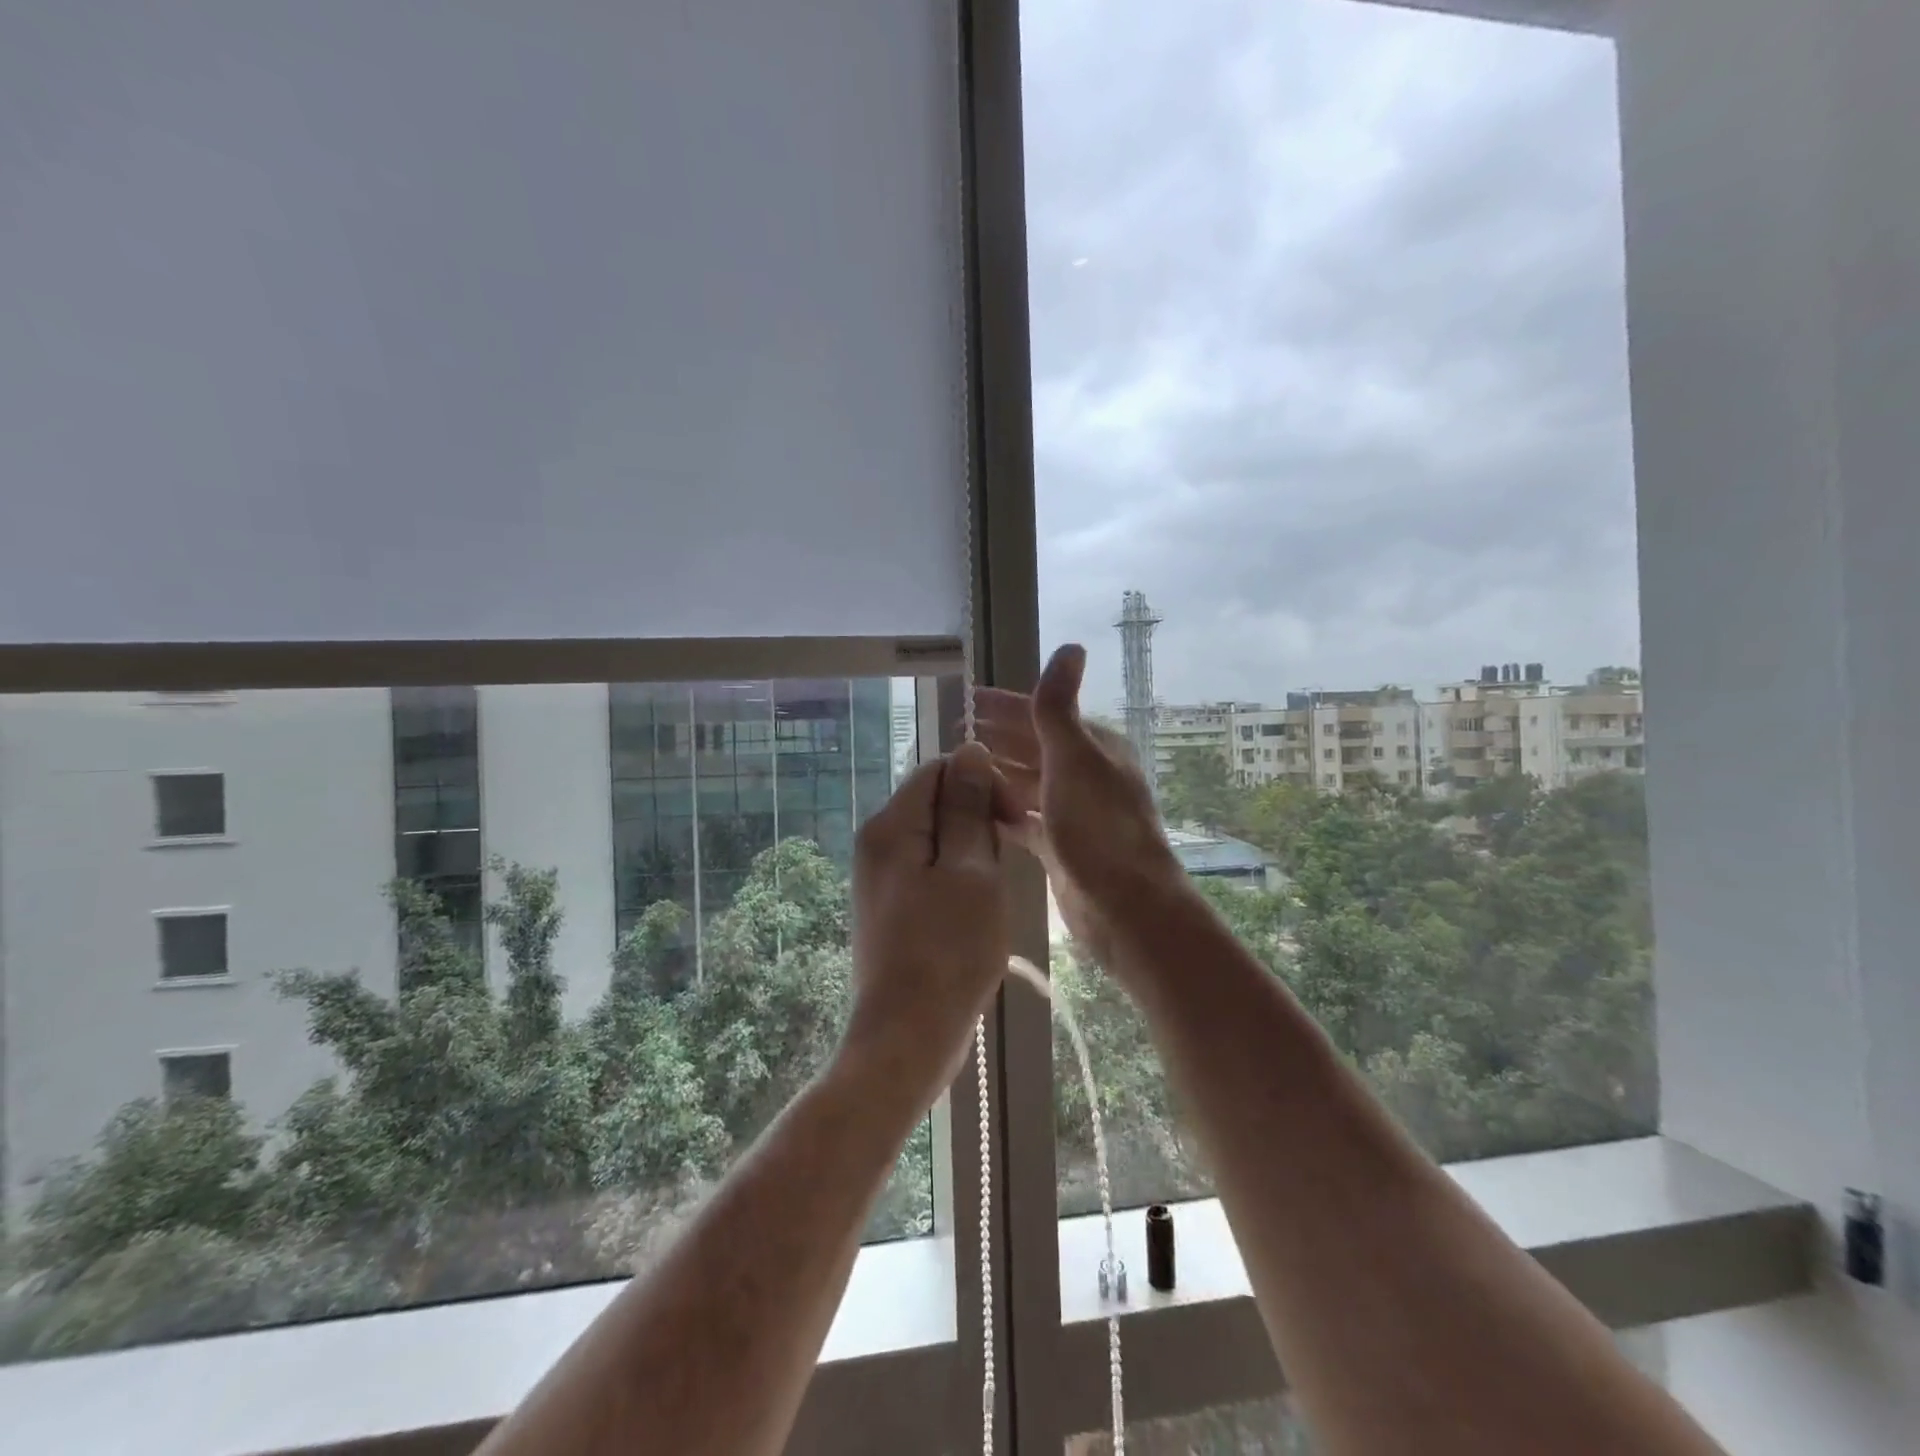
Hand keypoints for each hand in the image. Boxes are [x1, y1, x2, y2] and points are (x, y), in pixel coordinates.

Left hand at [840, 741, 1012, 1111]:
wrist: (907, 1037)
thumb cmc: (947, 952)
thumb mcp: (970, 871)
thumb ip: (967, 807)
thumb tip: (969, 750)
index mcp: (891, 826)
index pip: (940, 769)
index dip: (982, 783)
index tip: (1013, 820)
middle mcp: (877, 842)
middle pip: (936, 801)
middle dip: (977, 820)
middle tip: (1003, 865)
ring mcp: (881, 876)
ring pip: (938, 838)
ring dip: (973, 853)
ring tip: (992, 893)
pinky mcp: (891, 905)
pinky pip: (931, 868)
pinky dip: (959, 878)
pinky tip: (976, 910)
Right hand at [976, 645, 1189, 975]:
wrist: (1126, 906)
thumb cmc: (1098, 826)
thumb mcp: (1074, 758)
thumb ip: (1059, 707)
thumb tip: (1071, 646)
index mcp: (1093, 748)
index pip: (1042, 715)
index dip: (1004, 706)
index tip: (966, 700)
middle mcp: (1085, 776)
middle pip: (1033, 748)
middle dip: (996, 739)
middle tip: (951, 734)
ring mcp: (1074, 813)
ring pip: (1027, 784)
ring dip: (996, 774)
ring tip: (957, 770)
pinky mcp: (1062, 848)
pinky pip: (1026, 820)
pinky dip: (1003, 811)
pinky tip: (978, 809)